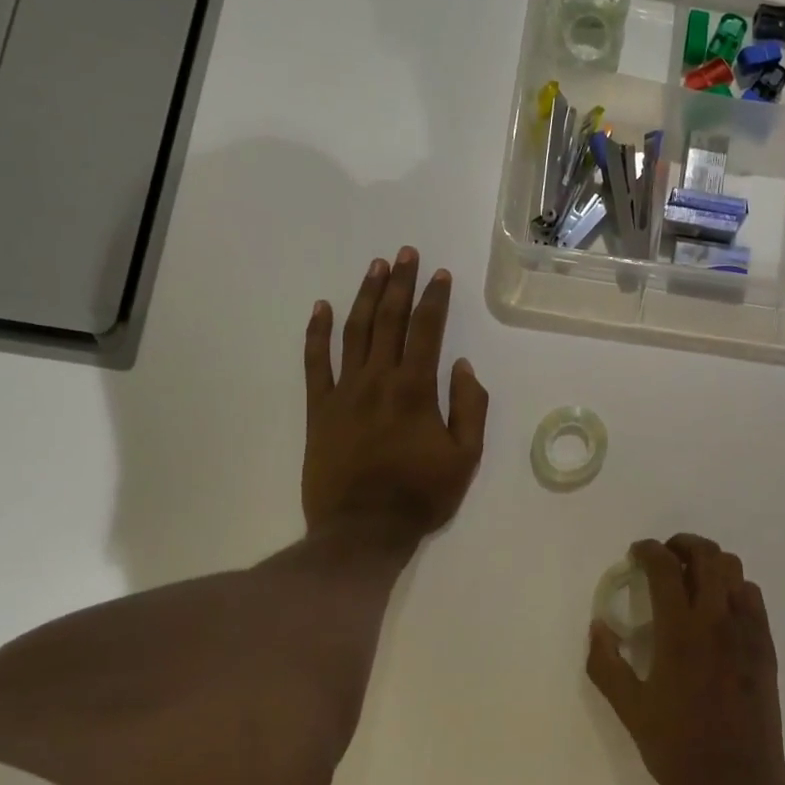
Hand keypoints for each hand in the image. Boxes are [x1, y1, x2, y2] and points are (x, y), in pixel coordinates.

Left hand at [302, 247, 489, 550]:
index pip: (427, 331)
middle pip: (389, 320)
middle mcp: (378, 380)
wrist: (362, 530)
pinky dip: (316, 333)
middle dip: (399, 284)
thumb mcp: (466, 457)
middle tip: (405, 254)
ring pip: (354, 332)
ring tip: (375, 268)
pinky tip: (321, 308)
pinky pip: (314, 363)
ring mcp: (344, 392)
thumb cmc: (421, 495)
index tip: (440, 274)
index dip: (435, 299)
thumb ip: (470, 407)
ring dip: (365, 296)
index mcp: (416, 389)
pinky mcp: (318, 409)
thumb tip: (461, 366)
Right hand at [586, 534, 784, 784]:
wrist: (739, 783)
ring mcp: (747, 629)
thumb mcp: (630, 710)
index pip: (666, 568)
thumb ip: (606, 664)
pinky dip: (733, 586)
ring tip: (691, 577)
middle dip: (683, 544)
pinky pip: (752, 595)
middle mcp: (717, 620)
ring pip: (734, 569)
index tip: (637, 552)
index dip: (649, 550)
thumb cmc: (678, 748)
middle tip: (665, 556)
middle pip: (707, 555)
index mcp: (681, 632)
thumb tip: (598, 626)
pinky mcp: (765, 644)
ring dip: (709, 561)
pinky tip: (719, 607)